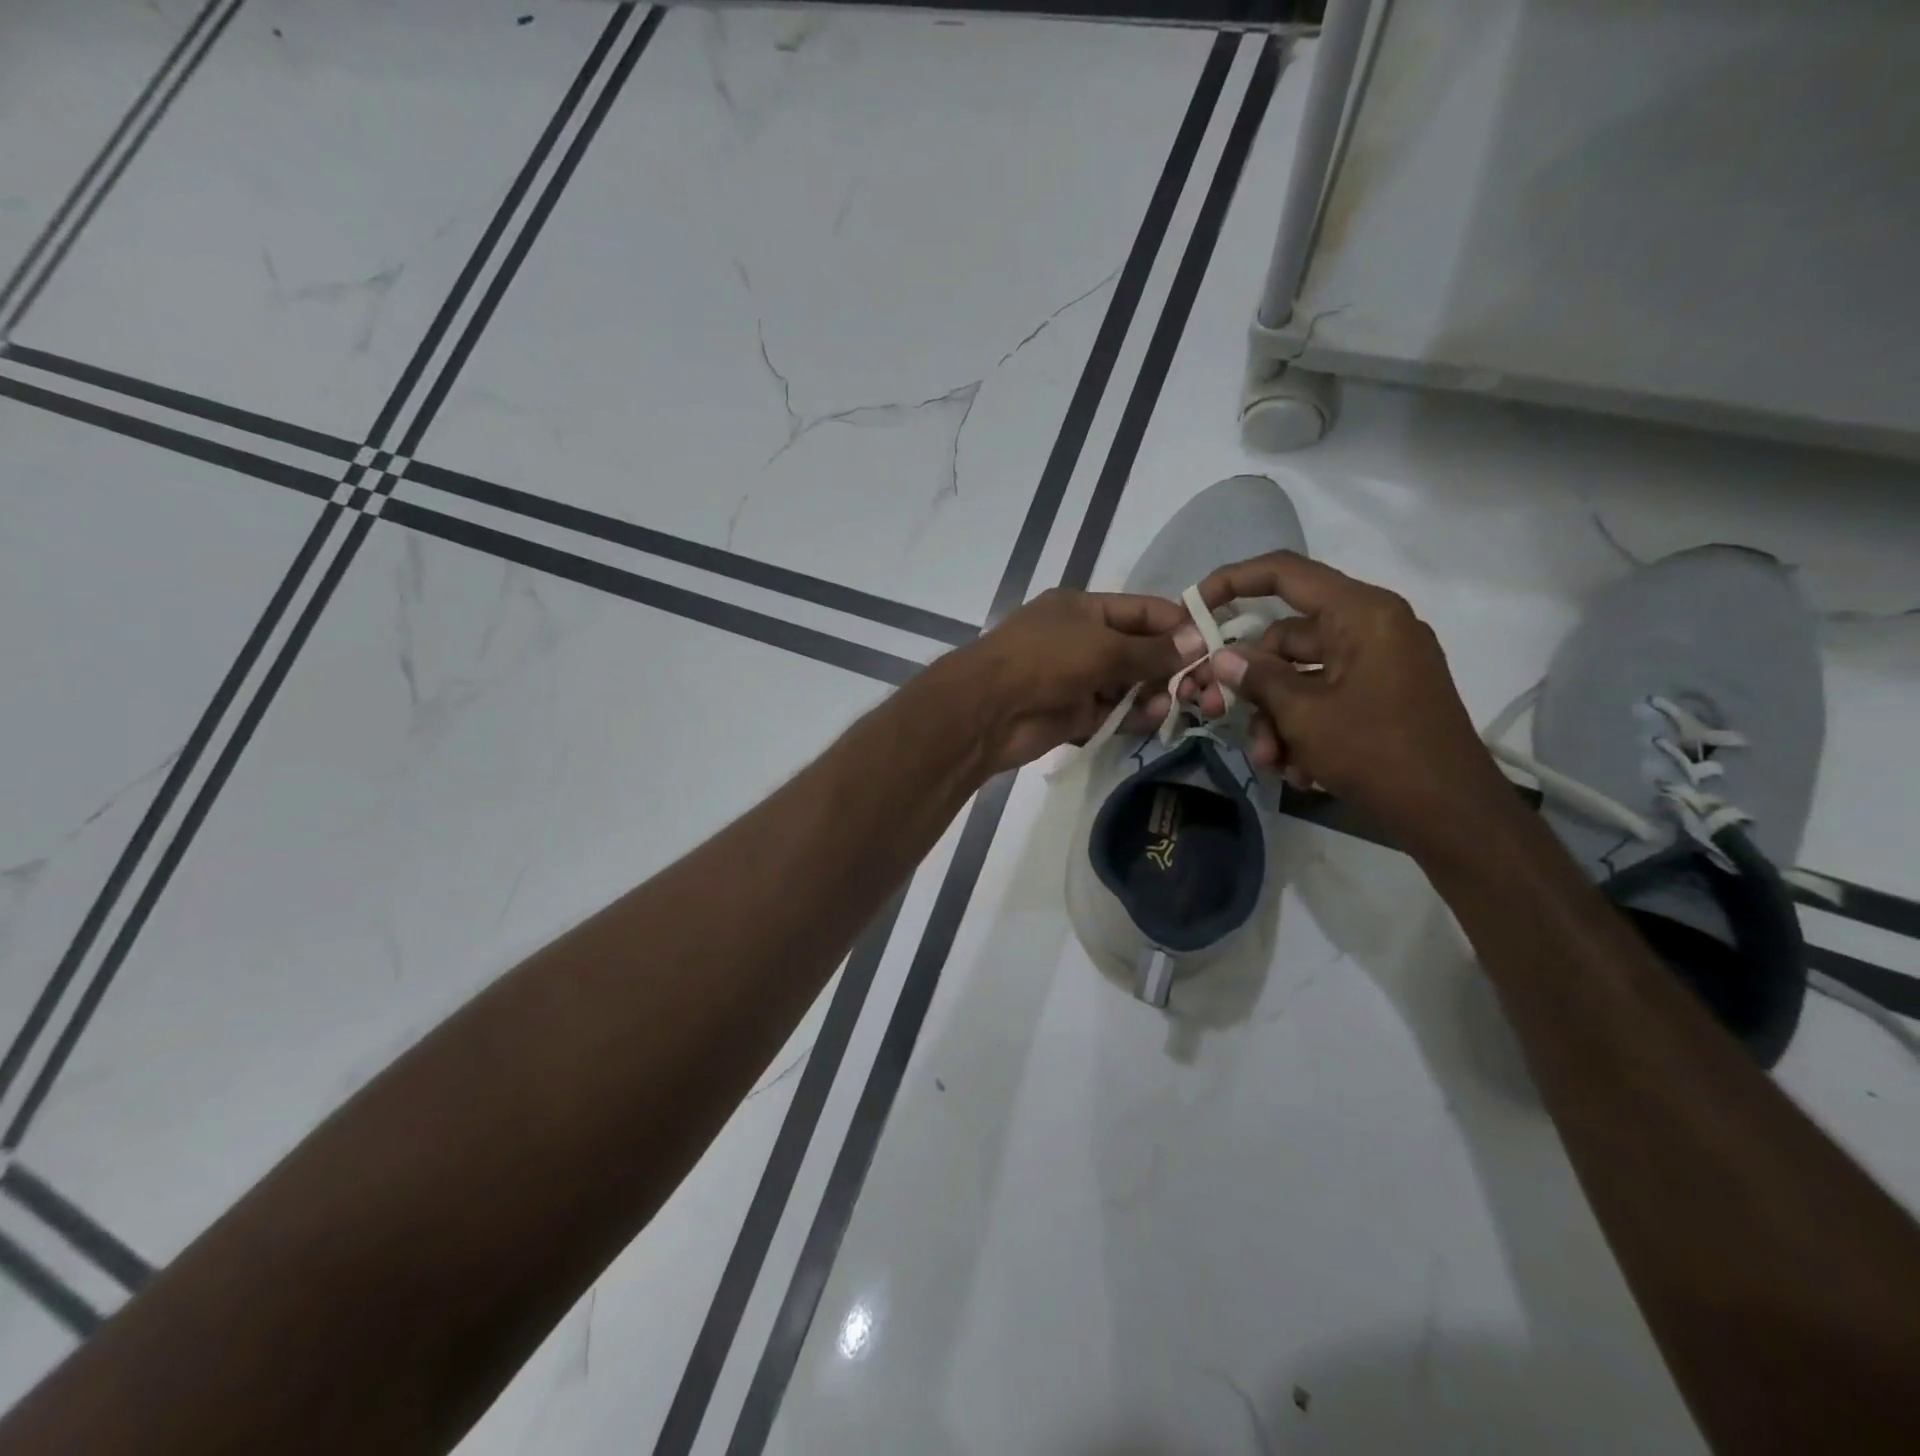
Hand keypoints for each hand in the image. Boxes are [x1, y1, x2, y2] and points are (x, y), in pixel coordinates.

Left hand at [953, 588, 1186, 773]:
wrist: (987, 710)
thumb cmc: (1044, 660)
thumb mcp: (1102, 647)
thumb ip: (1151, 649)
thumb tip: (1199, 642)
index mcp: (1083, 609)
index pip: (1142, 611)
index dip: (1177, 624)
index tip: (1213, 643)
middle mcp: (1082, 640)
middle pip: (1139, 650)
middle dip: (1170, 665)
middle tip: (1203, 684)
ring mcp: (1077, 679)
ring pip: (1129, 685)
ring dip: (1154, 693)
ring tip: (1181, 702)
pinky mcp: (1074, 714)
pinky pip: (1114, 712)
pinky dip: (1134, 715)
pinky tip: (1154, 717)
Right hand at [1177, 552, 1513, 856]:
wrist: (1451, 813)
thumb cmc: (1376, 751)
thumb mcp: (1303, 715)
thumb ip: (1257, 678)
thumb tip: (1222, 656)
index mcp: (1361, 614)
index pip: (1286, 573)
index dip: (1234, 580)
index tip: (1195, 606)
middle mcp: (1372, 627)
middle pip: (1286, 636)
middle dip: (1252, 683)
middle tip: (1217, 712)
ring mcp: (1379, 662)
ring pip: (1301, 674)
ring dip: (1275, 716)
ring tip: (1269, 761)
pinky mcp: (1381, 694)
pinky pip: (1325, 695)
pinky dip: (1303, 727)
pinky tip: (1297, 769)